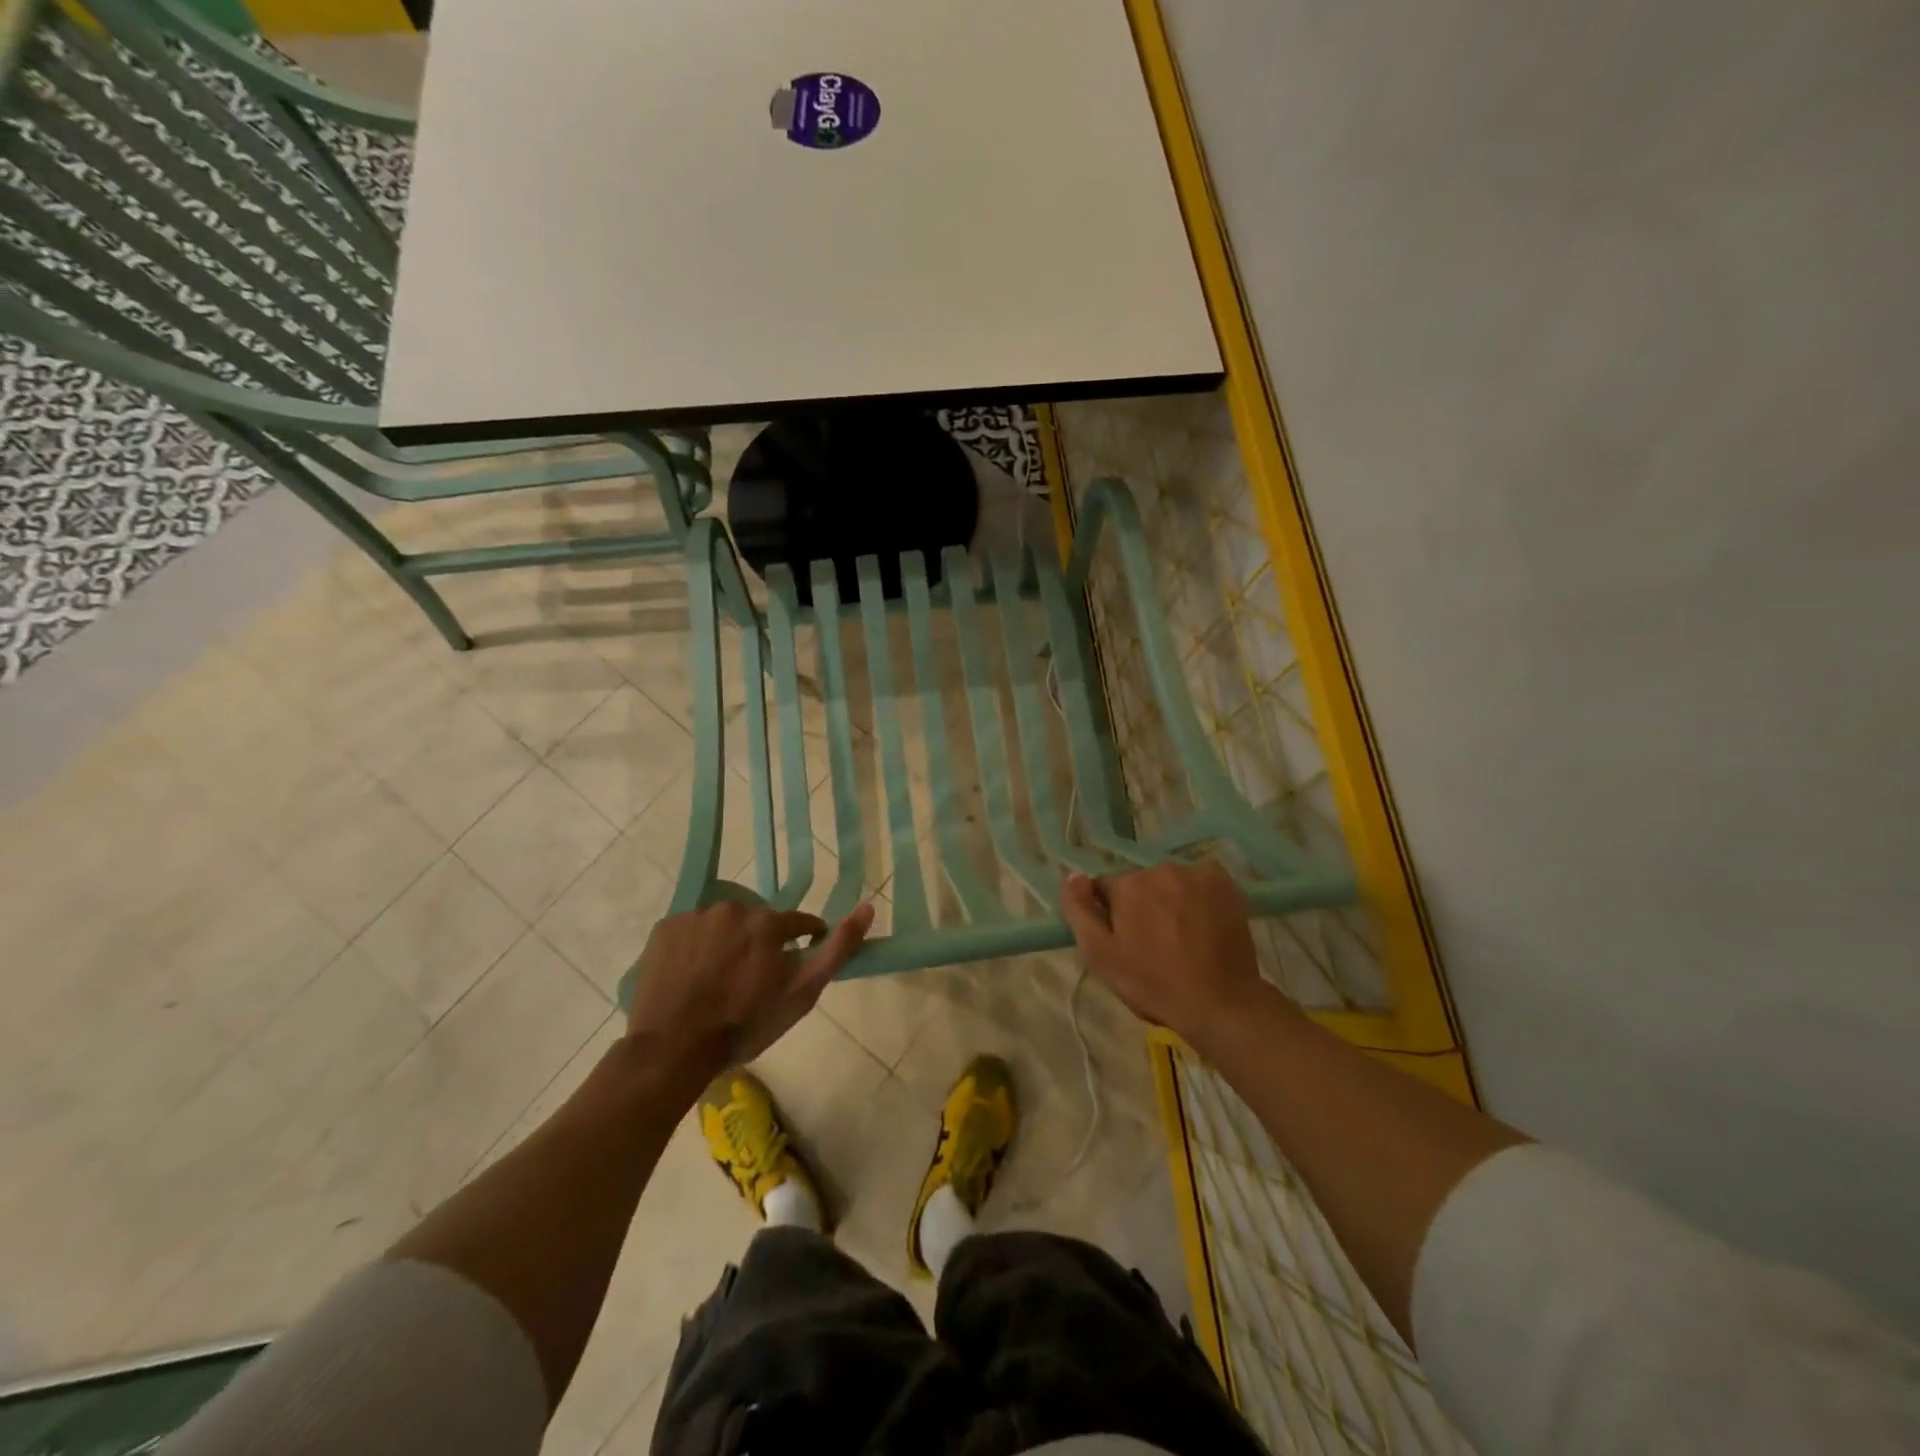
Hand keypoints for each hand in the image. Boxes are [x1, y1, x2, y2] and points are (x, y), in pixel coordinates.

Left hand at [625, 900, 873, 1079]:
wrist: (673, 1048)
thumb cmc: (744, 1025)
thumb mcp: (801, 994)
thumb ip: (836, 949)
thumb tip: (868, 907)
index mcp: (768, 922)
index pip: (798, 923)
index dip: (801, 942)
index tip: (794, 963)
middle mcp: (732, 908)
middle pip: (757, 922)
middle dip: (760, 944)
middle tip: (751, 980)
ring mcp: (695, 916)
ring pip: (723, 925)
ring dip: (727, 943)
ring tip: (719, 980)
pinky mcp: (665, 928)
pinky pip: (691, 930)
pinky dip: (696, 947)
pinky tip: (693, 975)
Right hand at [1061, 862, 1278, 1049]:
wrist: (1220, 1004)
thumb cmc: (1153, 984)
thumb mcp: (1100, 956)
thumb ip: (1079, 911)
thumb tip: (1073, 876)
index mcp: (1128, 885)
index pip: (1106, 890)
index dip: (1112, 916)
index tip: (1125, 942)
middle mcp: (1160, 869)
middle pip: (1140, 883)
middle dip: (1142, 906)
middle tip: (1154, 944)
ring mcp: (1196, 874)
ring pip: (1169, 882)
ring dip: (1170, 900)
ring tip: (1182, 937)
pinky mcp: (1224, 883)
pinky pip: (1200, 880)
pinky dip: (1198, 895)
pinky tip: (1203, 921)